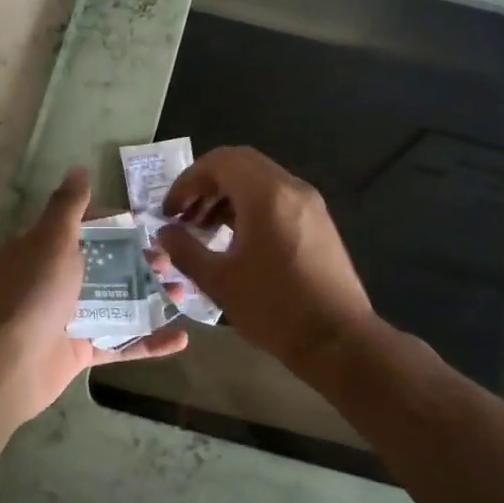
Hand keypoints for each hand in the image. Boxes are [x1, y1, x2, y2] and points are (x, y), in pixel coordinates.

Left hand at [0, 166, 186, 428]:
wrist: (9, 363)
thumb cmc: (34, 292)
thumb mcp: (52, 238)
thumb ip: (69, 205)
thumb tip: (78, 168)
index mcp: (43, 251)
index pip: (84, 229)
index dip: (116, 226)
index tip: (147, 226)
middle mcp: (55, 281)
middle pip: (106, 266)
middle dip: (140, 262)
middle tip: (169, 262)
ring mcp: (69, 318)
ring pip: (118, 303)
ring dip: (151, 297)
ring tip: (182, 292)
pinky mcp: (81, 351)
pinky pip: (121, 343)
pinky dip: (150, 341)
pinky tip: (181, 337)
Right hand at [159, 146, 374, 377]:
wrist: (339, 340)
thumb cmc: (274, 309)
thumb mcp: (219, 281)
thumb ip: (185, 250)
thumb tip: (164, 232)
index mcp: (266, 195)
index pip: (219, 162)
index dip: (187, 182)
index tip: (169, 212)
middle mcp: (291, 188)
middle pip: (240, 163)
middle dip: (206, 184)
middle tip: (184, 215)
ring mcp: (309, 203)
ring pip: (259, 179)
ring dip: (227, 195)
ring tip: (203, 229)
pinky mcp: (318, 221)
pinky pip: (277, 197)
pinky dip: (249, 205)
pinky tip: (234, 239)